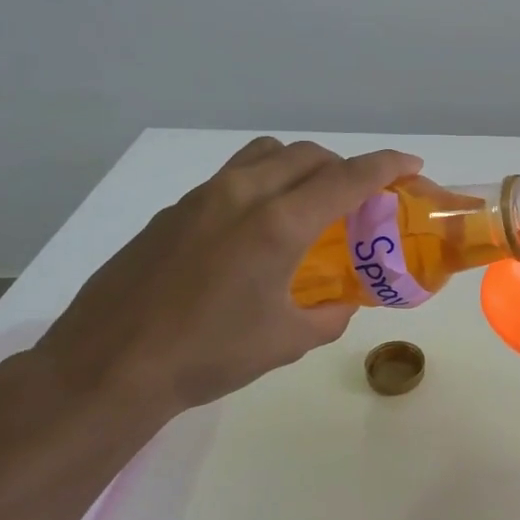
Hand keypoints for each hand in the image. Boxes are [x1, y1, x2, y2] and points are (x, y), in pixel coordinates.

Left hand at [34, 137, 421, 426]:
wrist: (109, 365)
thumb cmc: (208, 355)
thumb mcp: (285, 341)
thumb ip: (328, 315)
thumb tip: (342, 303)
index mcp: (279, 223)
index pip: (347, 177)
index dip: (386, 166)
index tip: (410, 166)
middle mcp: (243, 194)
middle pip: (308, 155)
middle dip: (344, 166)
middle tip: (360, 198)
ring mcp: (203, 196)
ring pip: (266, 154)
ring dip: (300, 166)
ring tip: (308, 202)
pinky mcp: (175, 209)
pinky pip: (233, 176)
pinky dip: (263, 183)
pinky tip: (255, 230)